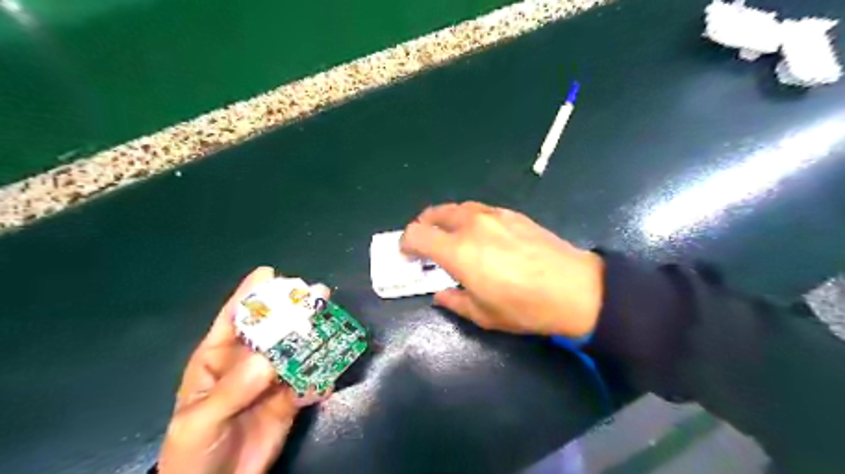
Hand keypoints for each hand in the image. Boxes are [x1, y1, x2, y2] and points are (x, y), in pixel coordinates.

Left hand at [160, 268, 332, 471]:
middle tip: (318, 293)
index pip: (234, 319)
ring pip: (297, 350)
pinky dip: (322, 373)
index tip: (269, 273)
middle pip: (274, 328)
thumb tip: (267, 361)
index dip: (250, 294)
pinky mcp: (291, 398)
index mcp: (218, 358)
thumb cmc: (192, 452)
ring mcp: (272, 379)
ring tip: (333, 322)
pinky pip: (310, 380)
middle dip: (294, 310)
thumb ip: (230, 390)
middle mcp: (249, 362)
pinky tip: (332, 369)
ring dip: (315, 336)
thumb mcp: (200, 421)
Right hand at [400, 202, 604, 335]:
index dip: (406, 242)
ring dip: (446, 220)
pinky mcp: (512, 214)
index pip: (417, 234)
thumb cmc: (525, 307)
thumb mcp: (483, 315)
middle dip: (423, 226)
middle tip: (425, 243)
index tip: (407, 253)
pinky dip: (469, 218)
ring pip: (458, 208)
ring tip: (450, 237)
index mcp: (458, 251)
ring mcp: (494, 215)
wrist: (576, 288)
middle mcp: (472, 225)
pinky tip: (480, 234)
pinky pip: (480, 210)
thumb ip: (454, 301)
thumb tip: (441, 294)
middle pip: (435, 213)